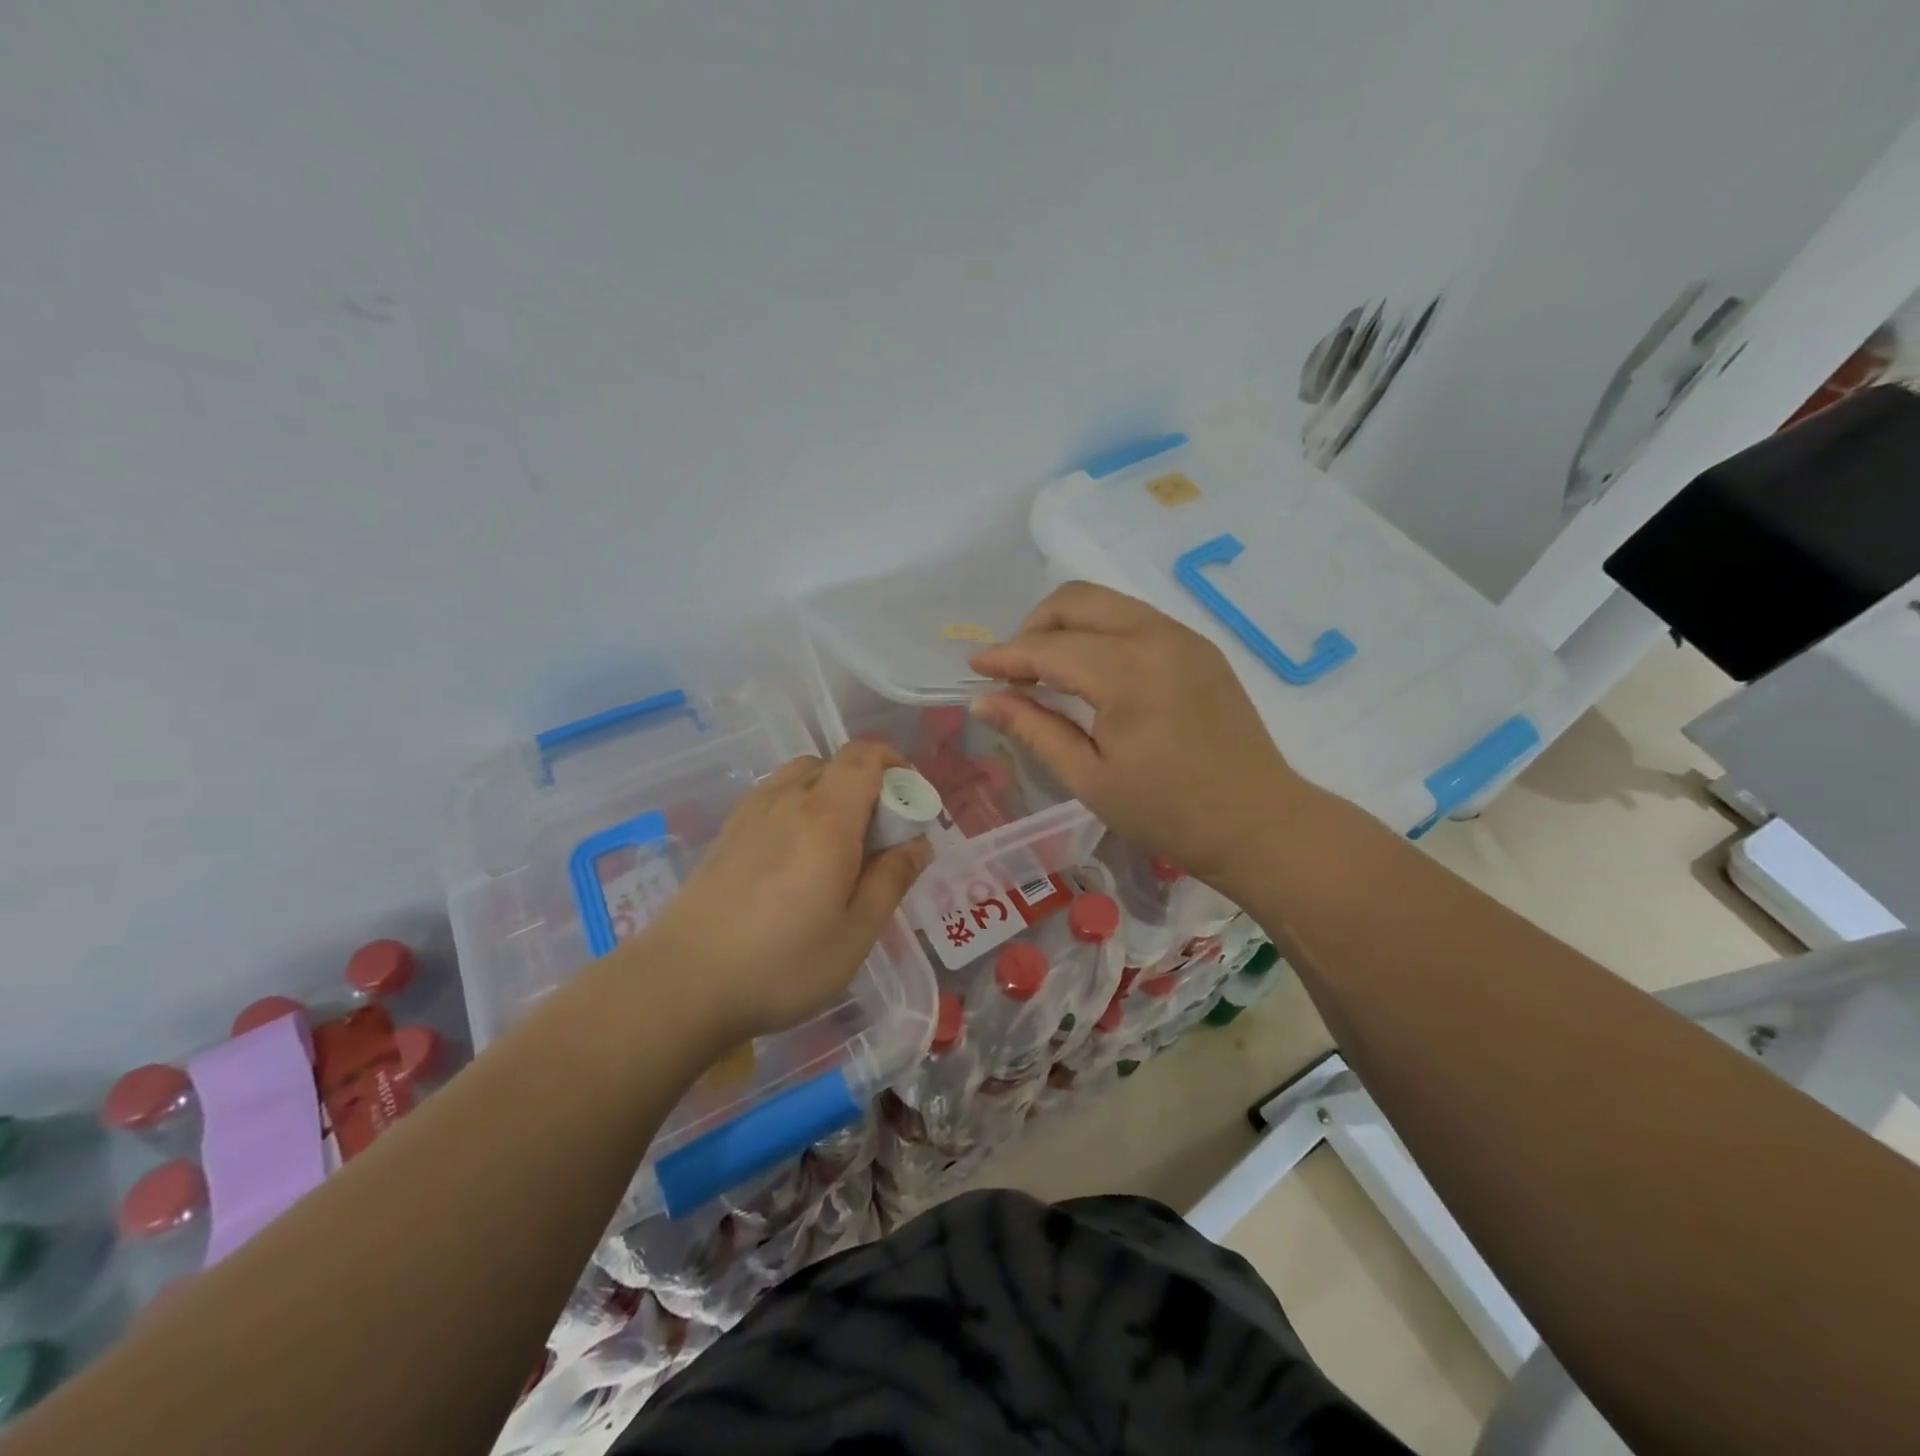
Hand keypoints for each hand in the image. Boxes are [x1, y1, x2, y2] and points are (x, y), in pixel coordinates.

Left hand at [632, 741, 932, 1046]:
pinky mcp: (726, 833)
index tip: (911, 801)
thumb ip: (892, 879)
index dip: (895, 764)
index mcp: (827, 815)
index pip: (865, 756)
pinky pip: (773, 797)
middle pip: (834, 763)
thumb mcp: (856, 932)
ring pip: (800, 777)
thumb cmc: (782, 962)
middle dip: (867, 785)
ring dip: (829, 794)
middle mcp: (787, 799)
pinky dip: (797, 808)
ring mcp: (750, 813)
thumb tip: (919, 844)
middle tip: (879, 836)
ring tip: (837, 846)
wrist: (681, 984)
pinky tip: (795, 857)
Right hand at [969, 582, 1309, 889]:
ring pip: (1107, 603)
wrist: (1258, 823)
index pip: (1048, 647)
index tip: (974, 668)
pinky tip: (1093, 674)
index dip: (1005, 656)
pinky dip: (1101, 632)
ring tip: (1049, 671)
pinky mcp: (1200, 647)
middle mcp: (1156, 635)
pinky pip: (1135, 619)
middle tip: (1015, 670)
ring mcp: (1184, 636)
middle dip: (1034, 626)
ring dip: (1068, 625)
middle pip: (1077, 600)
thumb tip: (982, 701)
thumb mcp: (1090, 777)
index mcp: (1127, 671)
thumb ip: (1033, 729)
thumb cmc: (1168, 812)